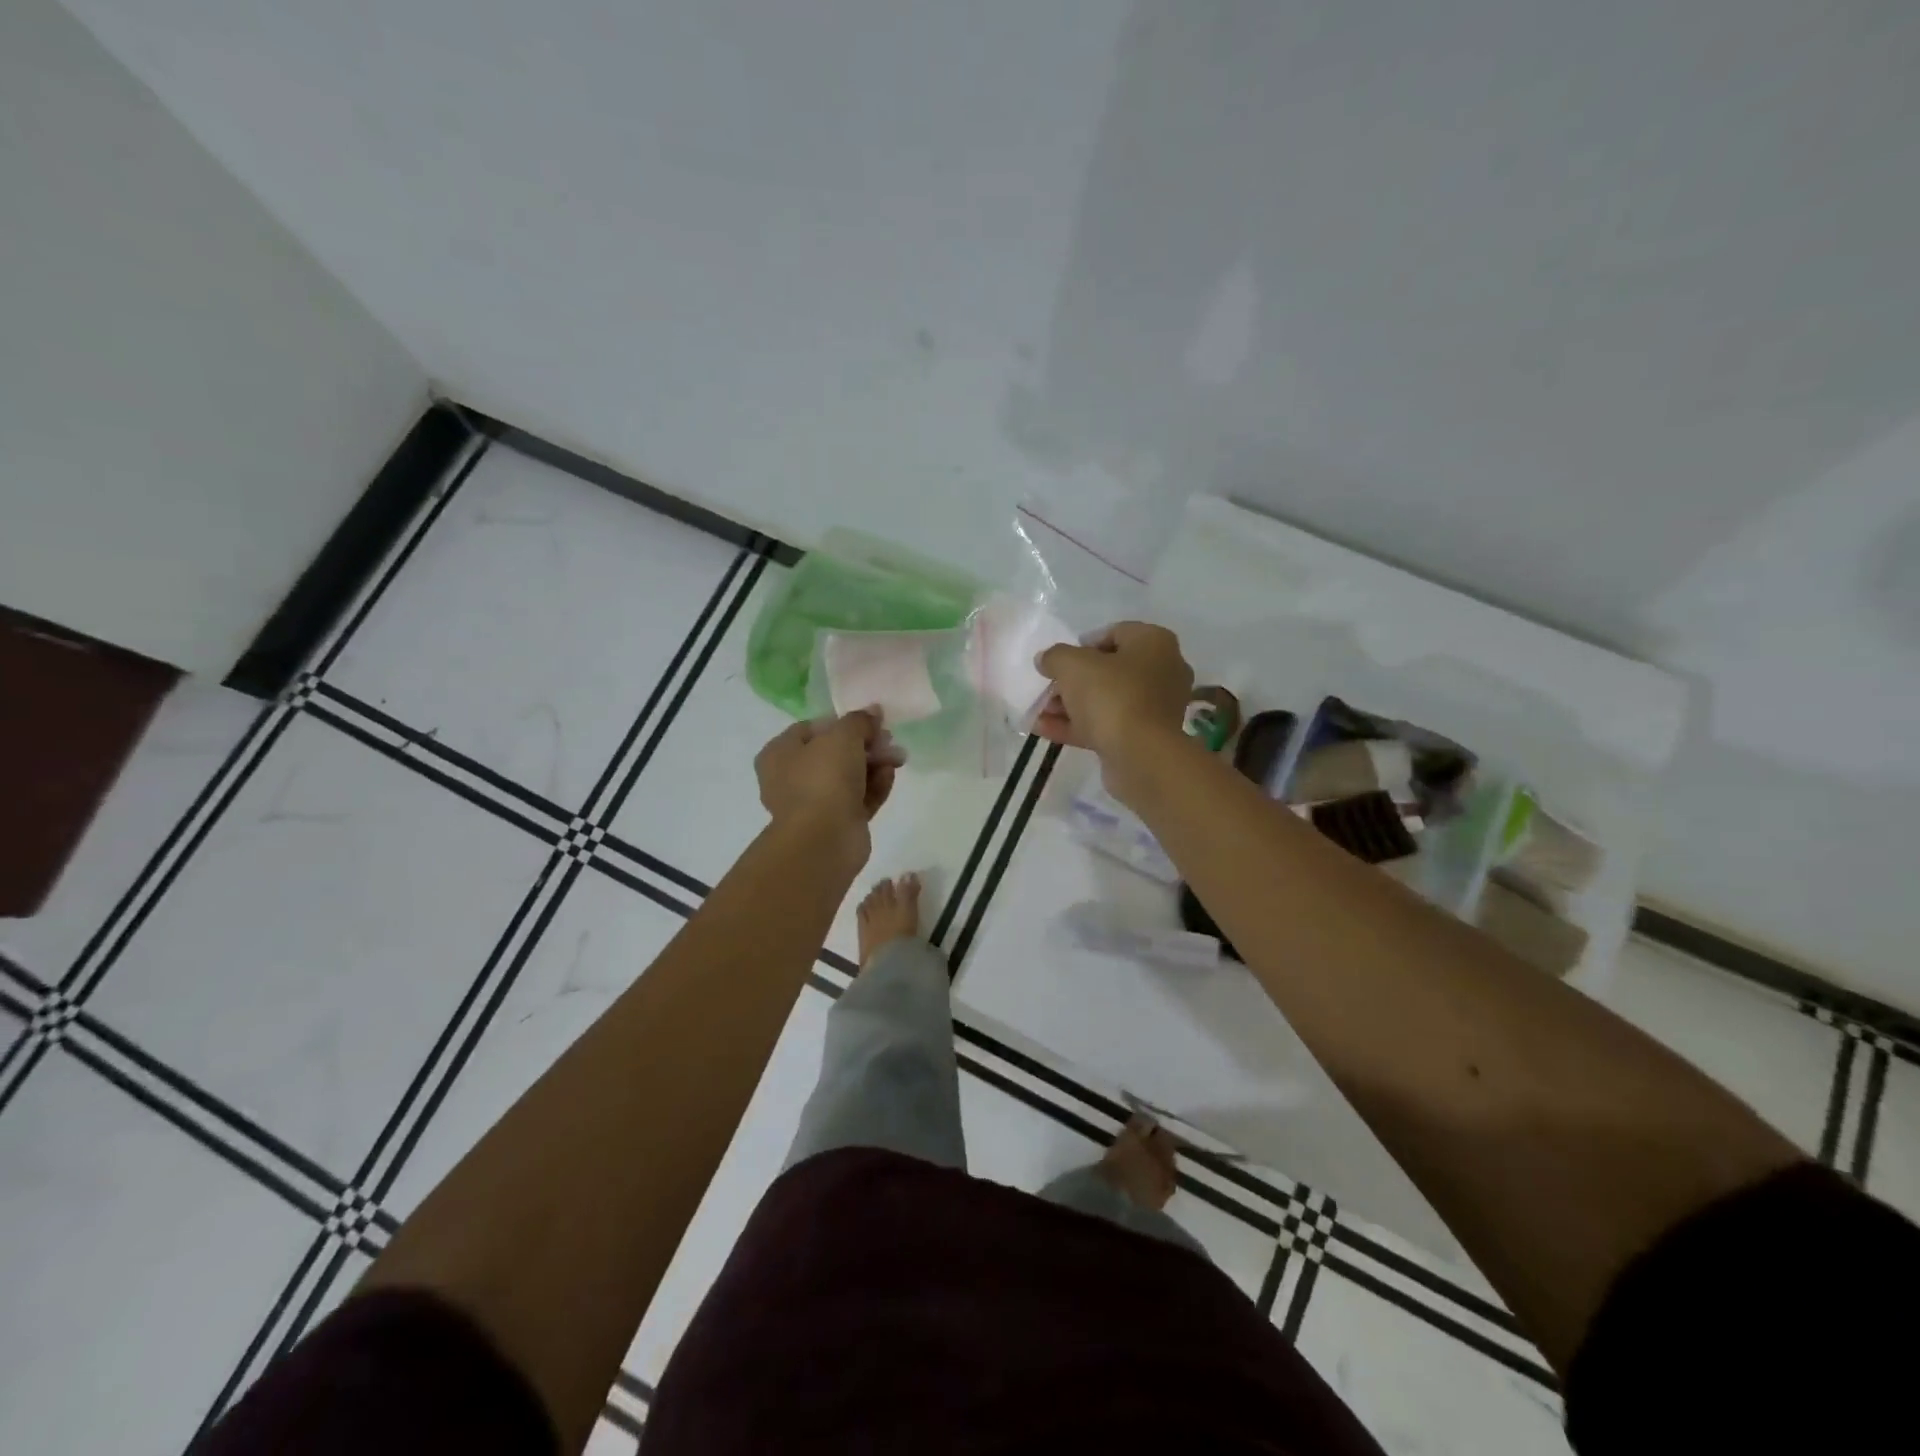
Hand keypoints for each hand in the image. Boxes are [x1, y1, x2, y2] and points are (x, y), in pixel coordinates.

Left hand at [754, 710, 899, 840]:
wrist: (824, 839)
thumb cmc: (824, 779)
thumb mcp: (843, 736)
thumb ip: (860, 721)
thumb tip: (873, 712)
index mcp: (780, 753)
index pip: (813, 728)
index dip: (843, 722)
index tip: (871, 721)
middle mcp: (792, 777)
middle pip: (834, 753)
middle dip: (866, 745)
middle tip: (889, 740)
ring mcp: (814, 803)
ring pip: (849, 776)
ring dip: (874, 764)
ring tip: (898, 758)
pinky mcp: (836, 822)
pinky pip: (858, 798)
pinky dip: (874, 786)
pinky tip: (891, 776)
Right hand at [1034, 622, 1192, 769]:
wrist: (1140, 755)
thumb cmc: (1111, 695)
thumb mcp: (1072, 665)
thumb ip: (1055, 656)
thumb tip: (1046, 660)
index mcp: (1154, 643)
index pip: (1115, 633)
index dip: (1082, 644)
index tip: (1059, 660)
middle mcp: (1163, 671)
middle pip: (1109, 670)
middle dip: (1073, 680)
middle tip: (1048, 689)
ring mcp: (1155, 707)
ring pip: (1106, 700)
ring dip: (1071, 705)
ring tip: (1039, 712)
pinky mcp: (1144, 737)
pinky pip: (1107, 724)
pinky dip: (1078, 726)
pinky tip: (1044, 730)